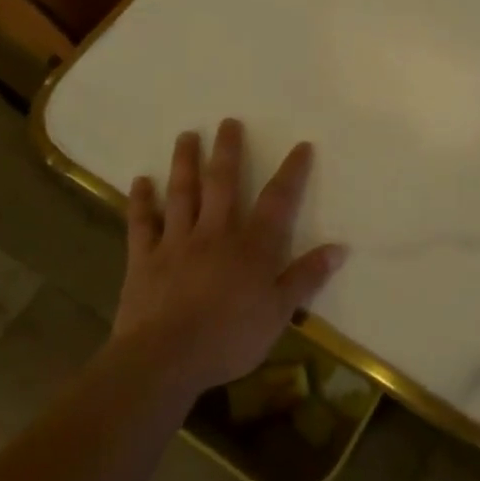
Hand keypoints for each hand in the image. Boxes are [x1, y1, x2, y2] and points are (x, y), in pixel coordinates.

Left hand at [114, 119, 346, 395]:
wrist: (165, 359)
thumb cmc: (229, 338)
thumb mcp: (279, 313)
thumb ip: (306, 277)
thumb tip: (339, 248)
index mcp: (251, 246)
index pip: (277, 201)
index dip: (291, 172)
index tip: (300, 146)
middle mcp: (215, 232)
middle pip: (223, 183)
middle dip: (228, 150)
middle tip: (228, 122)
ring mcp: (176, 242)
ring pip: (182, 193)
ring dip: (185, 162)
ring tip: (186, 135)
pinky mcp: (144, 259)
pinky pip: (142, 224)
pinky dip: (141, 201)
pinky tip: (140, 181)